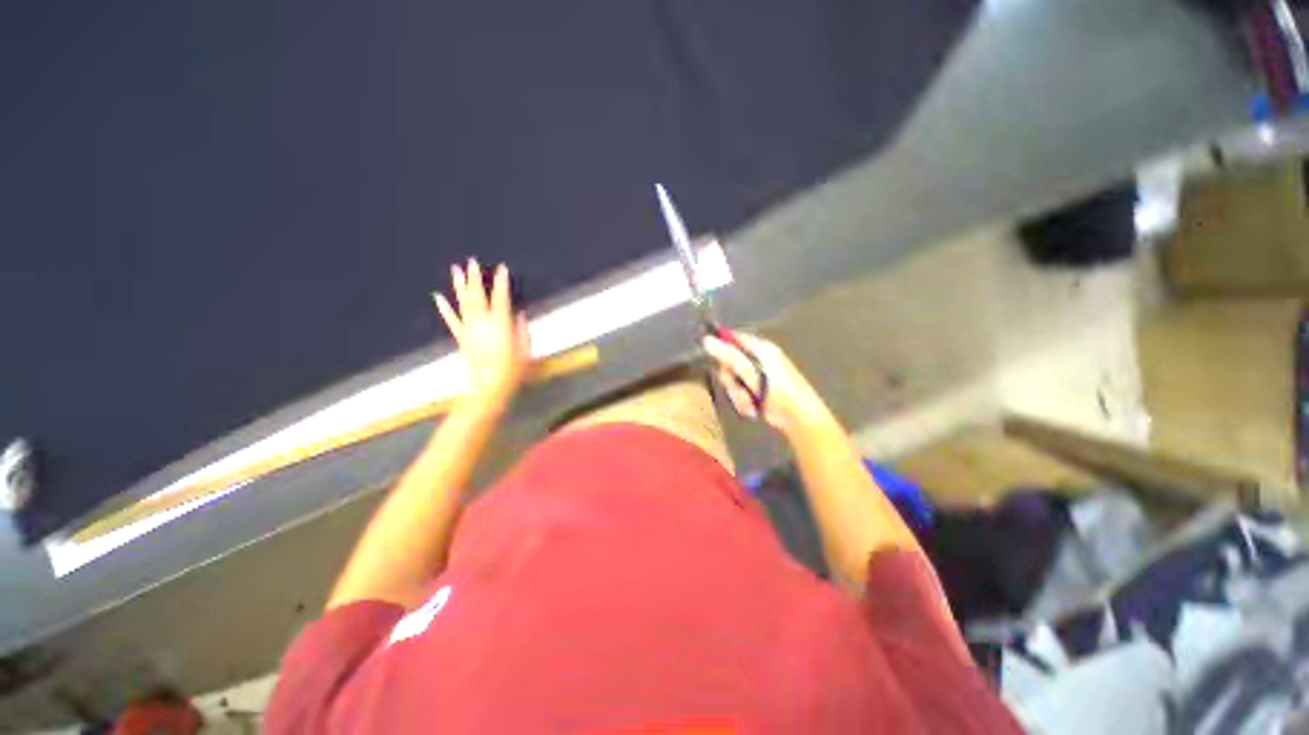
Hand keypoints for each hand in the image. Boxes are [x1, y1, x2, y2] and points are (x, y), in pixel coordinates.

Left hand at [434, 259, 530, 405]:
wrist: (489, 386)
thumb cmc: (513, 370)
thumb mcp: (525, 349)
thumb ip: (522, 330)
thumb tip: (519, 314)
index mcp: (501, 324)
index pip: (501, 297)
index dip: (501, 282)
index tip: (501, 268)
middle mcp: (483, 323)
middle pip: (478, 296)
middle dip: (475, 278)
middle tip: (471, 261)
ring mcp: (469, 329)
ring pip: (463, 303)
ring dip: (459, 286)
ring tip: (455, 270)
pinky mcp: (461, 338)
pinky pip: (451, 320)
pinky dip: (444, 308)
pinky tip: (437, 296)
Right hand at [702, 332, 829, 436]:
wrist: (798, 418)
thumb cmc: (778, 391)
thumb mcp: (751, 371)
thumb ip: (728, 356)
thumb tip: (706, 340)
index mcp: (760, 348)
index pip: (732, 338)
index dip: (721, 348)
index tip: (716, 362)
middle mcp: (757, 359)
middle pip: (728, 363)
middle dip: (730, 380)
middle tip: (737, 388)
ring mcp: (756, 377)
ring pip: (732, 381)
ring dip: (737, 394)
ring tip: (749, 402)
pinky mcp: (756, 392)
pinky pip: (739, 393)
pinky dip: (743, 402)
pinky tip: (753, 409)